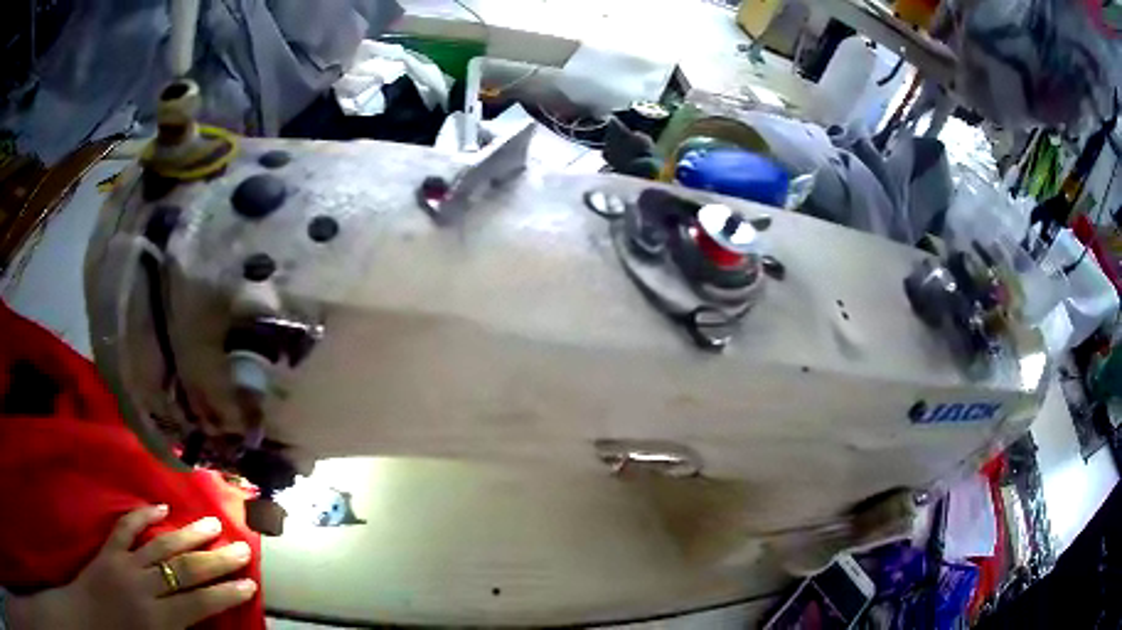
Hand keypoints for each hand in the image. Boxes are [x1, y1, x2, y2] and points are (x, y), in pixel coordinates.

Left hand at [8, 505, 256, 629]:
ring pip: (160, 545)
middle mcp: (144, 588)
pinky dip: (143, 516)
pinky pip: (126, 528)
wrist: (93, 619)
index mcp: (160, 620)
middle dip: (216, 560)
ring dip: (188, 533)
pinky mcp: (108, 549)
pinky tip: (161, 507)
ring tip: (212, 521)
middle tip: (241, 546)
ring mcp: (124, 564)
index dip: (227, 593)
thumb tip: (210, 622)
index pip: (200, 604)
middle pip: (184, 571)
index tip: (250, 583)